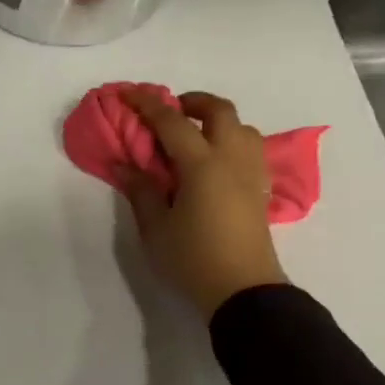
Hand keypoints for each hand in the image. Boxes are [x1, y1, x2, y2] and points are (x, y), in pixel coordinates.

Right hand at [117, 88, 287, 320]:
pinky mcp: (260, 190)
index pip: (172, 122)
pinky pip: (249, 149)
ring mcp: (251, 173)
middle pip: (219, 111)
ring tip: (193, 137)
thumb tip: (124, 164)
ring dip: (217, 121)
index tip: (127, 93)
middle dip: (192, 102)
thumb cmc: (193, 259)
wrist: (242, 291)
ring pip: (242, 127)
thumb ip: (141, 191)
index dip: (147, 104)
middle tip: (169, 112)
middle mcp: (231, 159)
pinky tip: (213, 162)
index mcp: (202, 165)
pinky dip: (230, 141)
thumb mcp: (155, 228)